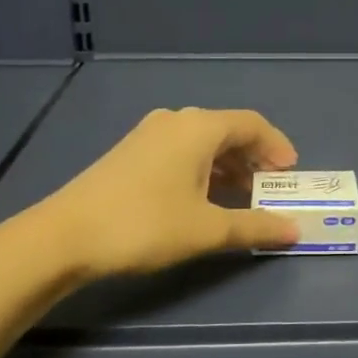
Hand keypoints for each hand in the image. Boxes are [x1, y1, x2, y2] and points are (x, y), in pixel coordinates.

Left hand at [39, 106, 300, 276]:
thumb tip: (293, 229)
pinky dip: (203, 170)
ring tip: (242, 199)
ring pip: (203, 143)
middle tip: (271, 190)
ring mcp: (149, 134)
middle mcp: (176, 121)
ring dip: (228, 167)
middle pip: (228, 131)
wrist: (64, 236)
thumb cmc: (144, 224)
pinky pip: (181, 151)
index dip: (277, 147)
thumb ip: (254, 226)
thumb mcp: (206, 230)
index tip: (291, 175)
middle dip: (254, 159)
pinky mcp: (131, 152)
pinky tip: (203, 199)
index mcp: (198, 127)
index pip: (252, 124)